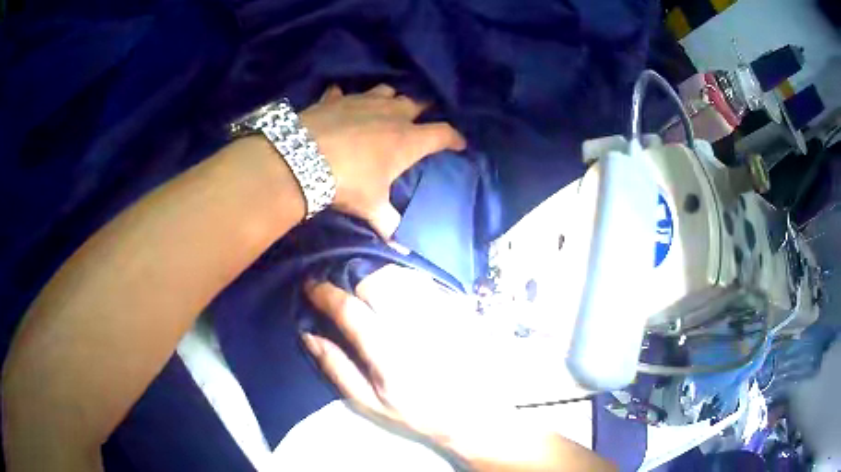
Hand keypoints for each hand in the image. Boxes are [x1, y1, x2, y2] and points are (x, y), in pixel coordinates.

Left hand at [300, 85, 465, 238]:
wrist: (302, 158)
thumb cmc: (347, 181)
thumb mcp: (370, 206)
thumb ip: (388, 223)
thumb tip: (401, 248)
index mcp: (407, 139)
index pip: (443, 134)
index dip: (455, 138)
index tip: (460, 143)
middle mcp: (391, 114)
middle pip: (417, 103)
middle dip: (424, 110)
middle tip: (422, 119)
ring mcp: (363, 101)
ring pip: (386, 91)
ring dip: (390, 98)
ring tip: (386, 107)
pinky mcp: (337, 98)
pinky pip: (344, 92)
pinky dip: (345, 97)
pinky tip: (341, 102)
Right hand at [303, 265, 511, 440]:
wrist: (472, 412)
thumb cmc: (417, 412)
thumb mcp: (370, 402)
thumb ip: (337, 367)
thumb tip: (308, 335)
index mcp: (388, 353)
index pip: (350, 310)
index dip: (325, 293)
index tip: (311, 285)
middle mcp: (414, 326)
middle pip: (375, 281)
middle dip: (351, 277)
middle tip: (343, 286)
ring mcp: (439, 313)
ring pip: (400, 275)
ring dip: (376, 274)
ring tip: (367, 286)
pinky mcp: (457, 308)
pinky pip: (424, 280)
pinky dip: (403, 278)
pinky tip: (399, 292)